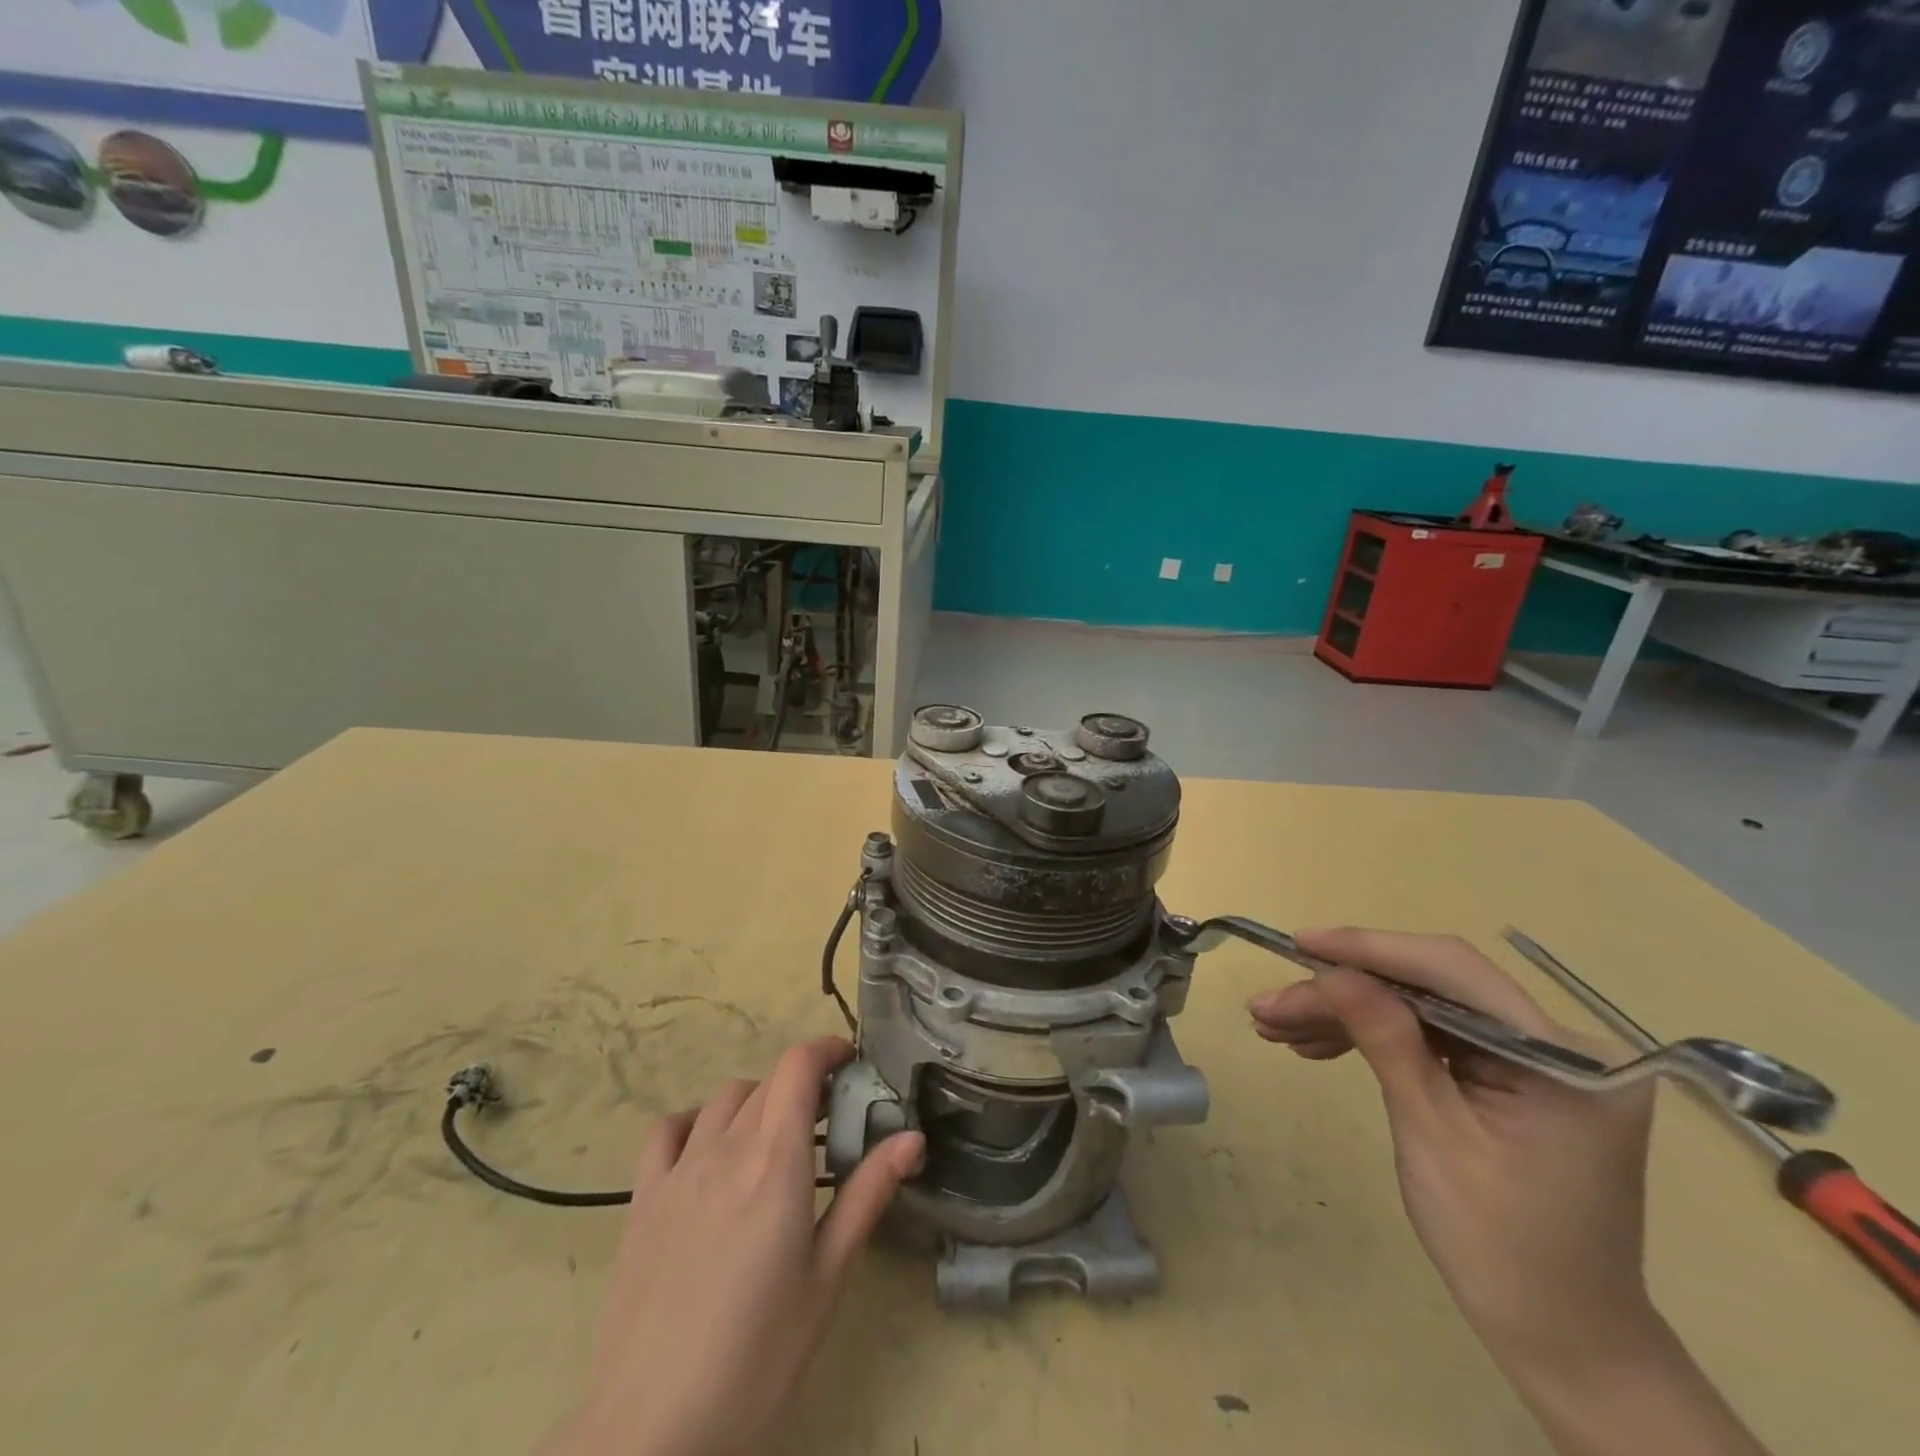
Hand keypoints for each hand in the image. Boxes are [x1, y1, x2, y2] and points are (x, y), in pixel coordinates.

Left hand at [542, 1036, 923, 1455]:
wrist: (653, 1430)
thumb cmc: (758, 1357)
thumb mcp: (827, 1278)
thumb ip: (867, 1195)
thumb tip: (912, 1138)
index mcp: (776, 1161)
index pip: (798, 1066)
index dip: (826, 1049)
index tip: (851, 1063)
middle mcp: (725, 1148)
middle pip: (767, 1081)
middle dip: (802, 1085)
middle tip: (828, 1120)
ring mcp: (677, 1171)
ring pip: (723, 1100)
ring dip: (757, 1102)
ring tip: (775, 1140)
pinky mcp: (641, 1200)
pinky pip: (668, 1131)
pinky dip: (695, 1121)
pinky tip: (709, 1150)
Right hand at [1250, 930, 1768, 1455]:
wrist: (1561, 1337)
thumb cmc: (1501, 1248)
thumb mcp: (1432, 1137)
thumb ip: (1387, 1042)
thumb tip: (1332, 970)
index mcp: (1564, 1058)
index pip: (1453, 972)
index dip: (1370, 949)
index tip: (1299, 943)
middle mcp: (1556, 1043)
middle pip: (1429, 987)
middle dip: (1343, 991)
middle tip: (1271, 1007)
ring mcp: (1532, 1058)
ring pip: (1419, 1007)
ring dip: (1346, 1014)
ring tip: (1277, 1028)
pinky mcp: (1507, 1074)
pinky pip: (1429, 1036)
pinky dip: (1372, 1037)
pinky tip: (1316, 1044)